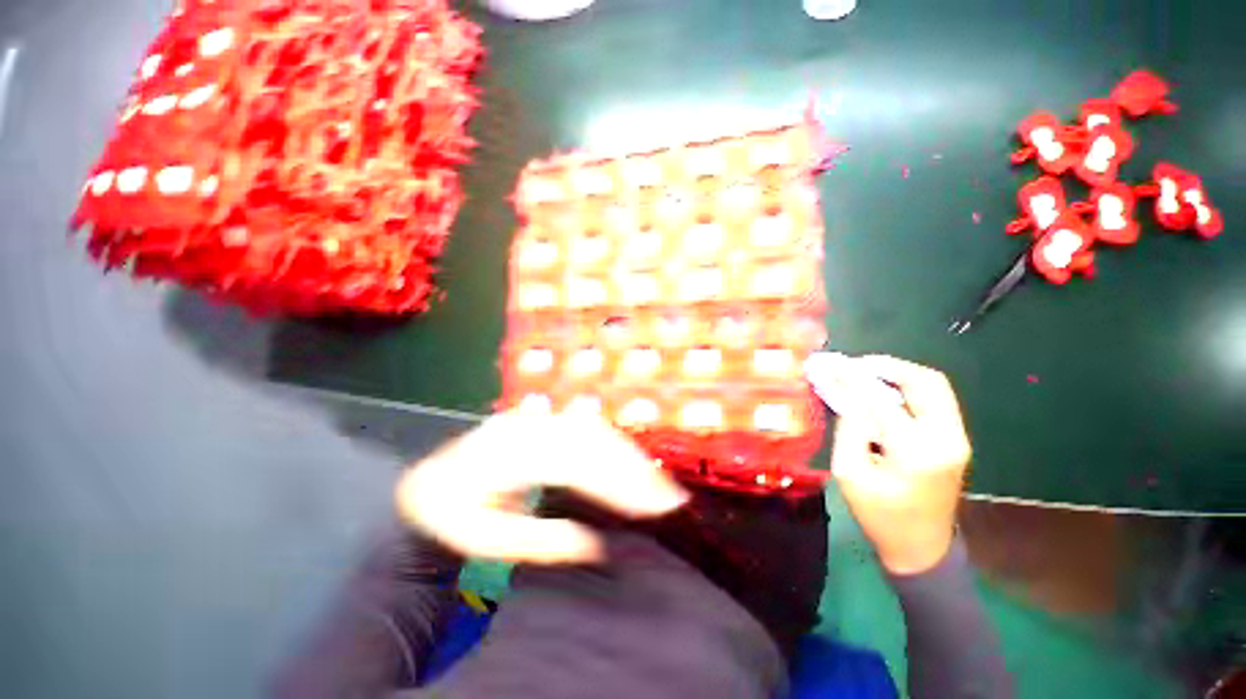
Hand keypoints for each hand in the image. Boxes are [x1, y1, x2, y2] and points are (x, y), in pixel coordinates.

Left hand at [395, 410, 688, 564]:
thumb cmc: (453, 515)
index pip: (575, 463)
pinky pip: (587, 427)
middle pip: (591, 440)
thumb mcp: (486, 541)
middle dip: (633, 466)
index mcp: (509, 455)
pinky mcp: (545, 420)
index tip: (654, 505)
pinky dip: (615, 445)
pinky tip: (632, 462)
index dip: (618, 482)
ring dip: (630, 454)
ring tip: (658, 483)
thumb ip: (541, 542)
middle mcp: (528, 427)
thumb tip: (597, 543)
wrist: (432, 479)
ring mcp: (538, 418)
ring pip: (594, 429)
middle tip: (670, 497)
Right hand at [805, 354, 971, 574]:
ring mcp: (957, 438)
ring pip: (935, 387)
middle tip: (857, 364)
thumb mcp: (849, 472)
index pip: (880, 399)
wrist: (922, 547)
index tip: (832, 364)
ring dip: (901, 374)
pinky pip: (935, 401)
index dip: (852, 378)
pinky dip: (909, 388)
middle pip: (925, 381)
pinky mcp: (956, 441)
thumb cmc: (879, 515)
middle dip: (888, 366)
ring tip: (868, 373)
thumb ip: (849, 429)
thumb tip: (846, 394)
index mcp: (916, 450)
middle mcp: (945, 438)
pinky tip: (884, 392)